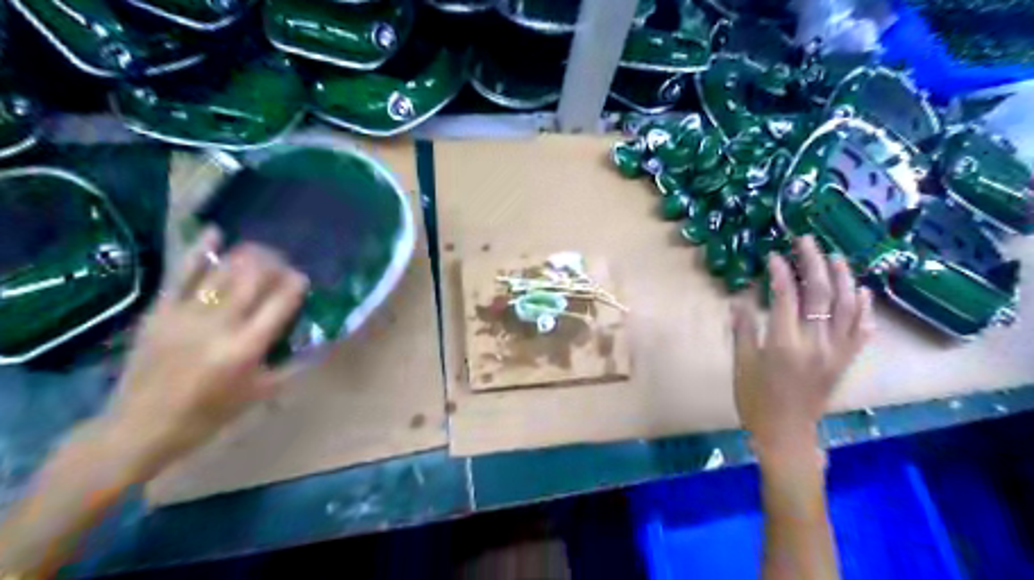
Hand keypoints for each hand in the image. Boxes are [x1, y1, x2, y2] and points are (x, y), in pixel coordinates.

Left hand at [103, 226, 307, 476]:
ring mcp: (186, 315)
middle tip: (284, 259)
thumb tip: (323, 343)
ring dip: (246, 256)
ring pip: (222, 273)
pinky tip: (214, 232)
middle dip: (273, 264)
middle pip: (252, 281)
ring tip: (261, 248)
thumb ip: (293, 366)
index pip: (280, 303)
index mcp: (247, 348)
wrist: (140, 427)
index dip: (295, 284)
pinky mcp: (160, 311)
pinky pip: (182, 274)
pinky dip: (199, 252)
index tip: (303, 277)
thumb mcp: (260, 394)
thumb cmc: (210, 414)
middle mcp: (219, 325)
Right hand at [734, 236, 869, 457]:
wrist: (786, 433)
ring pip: (847, 306)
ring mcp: (837, 352)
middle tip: (806, 241)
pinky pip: (862, 330)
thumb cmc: (756, 399)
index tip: (772, 256)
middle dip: (813, 263)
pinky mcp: (846, 361)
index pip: (786, 296)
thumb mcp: (742, 364)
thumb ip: (743, 330)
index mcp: (785, 344)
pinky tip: (862, 292)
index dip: (780, 272)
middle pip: (820, 293)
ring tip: (835, 257)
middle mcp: (816, 343)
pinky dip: (864, 309)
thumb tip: (740, 300)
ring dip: (843, 278)